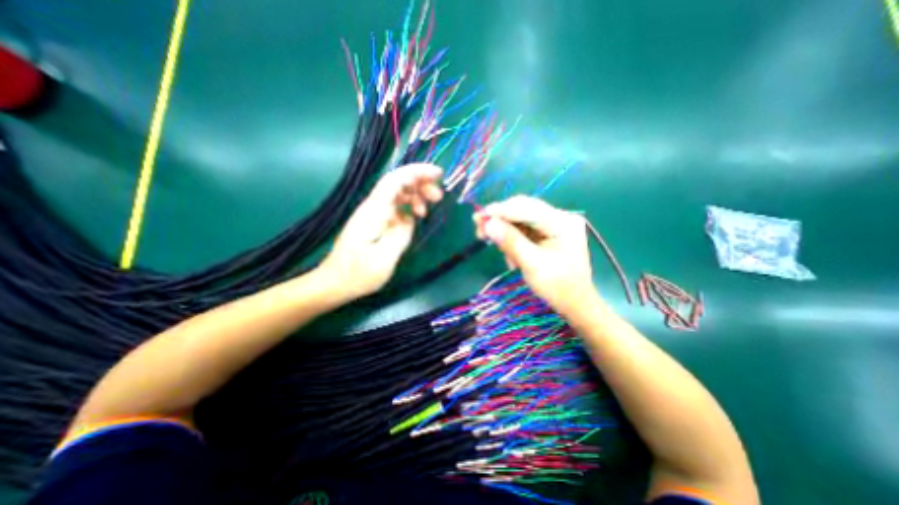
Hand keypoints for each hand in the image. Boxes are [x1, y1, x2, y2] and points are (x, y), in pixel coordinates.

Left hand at [318, 164, 442, 302]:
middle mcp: (373, 207)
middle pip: (398, 183)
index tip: (438, 174)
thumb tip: (410, 219)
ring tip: (427, 210)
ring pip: (397, 194)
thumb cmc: (358, 274)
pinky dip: (408, 208)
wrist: (335, 282)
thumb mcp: (384, 259)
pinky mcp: (375, 222)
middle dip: (420, 183)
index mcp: (374, 211)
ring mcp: (373, 214)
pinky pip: (395, 208)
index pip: (396, 180)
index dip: (417, 172)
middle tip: (438, 196)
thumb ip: (401, 236)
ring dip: (415, 195)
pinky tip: (415, 218)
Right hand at [473, 195, 598, 316]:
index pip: (526, 208)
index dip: (500, 211)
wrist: (575, 303)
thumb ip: (510, 242)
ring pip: (520, 219)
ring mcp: (554, 224)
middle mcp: (559, 217)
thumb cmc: (558, 287)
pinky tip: (510, 254)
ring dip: (505, 232)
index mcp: (562, 222)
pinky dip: (512, 239)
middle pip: (522, 210)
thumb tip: (487, 223)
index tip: (478, 217)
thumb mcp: (532, 265)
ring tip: (495, 247)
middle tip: (479, 230)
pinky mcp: (547, 232)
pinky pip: (524, 229)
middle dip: (500, 220)